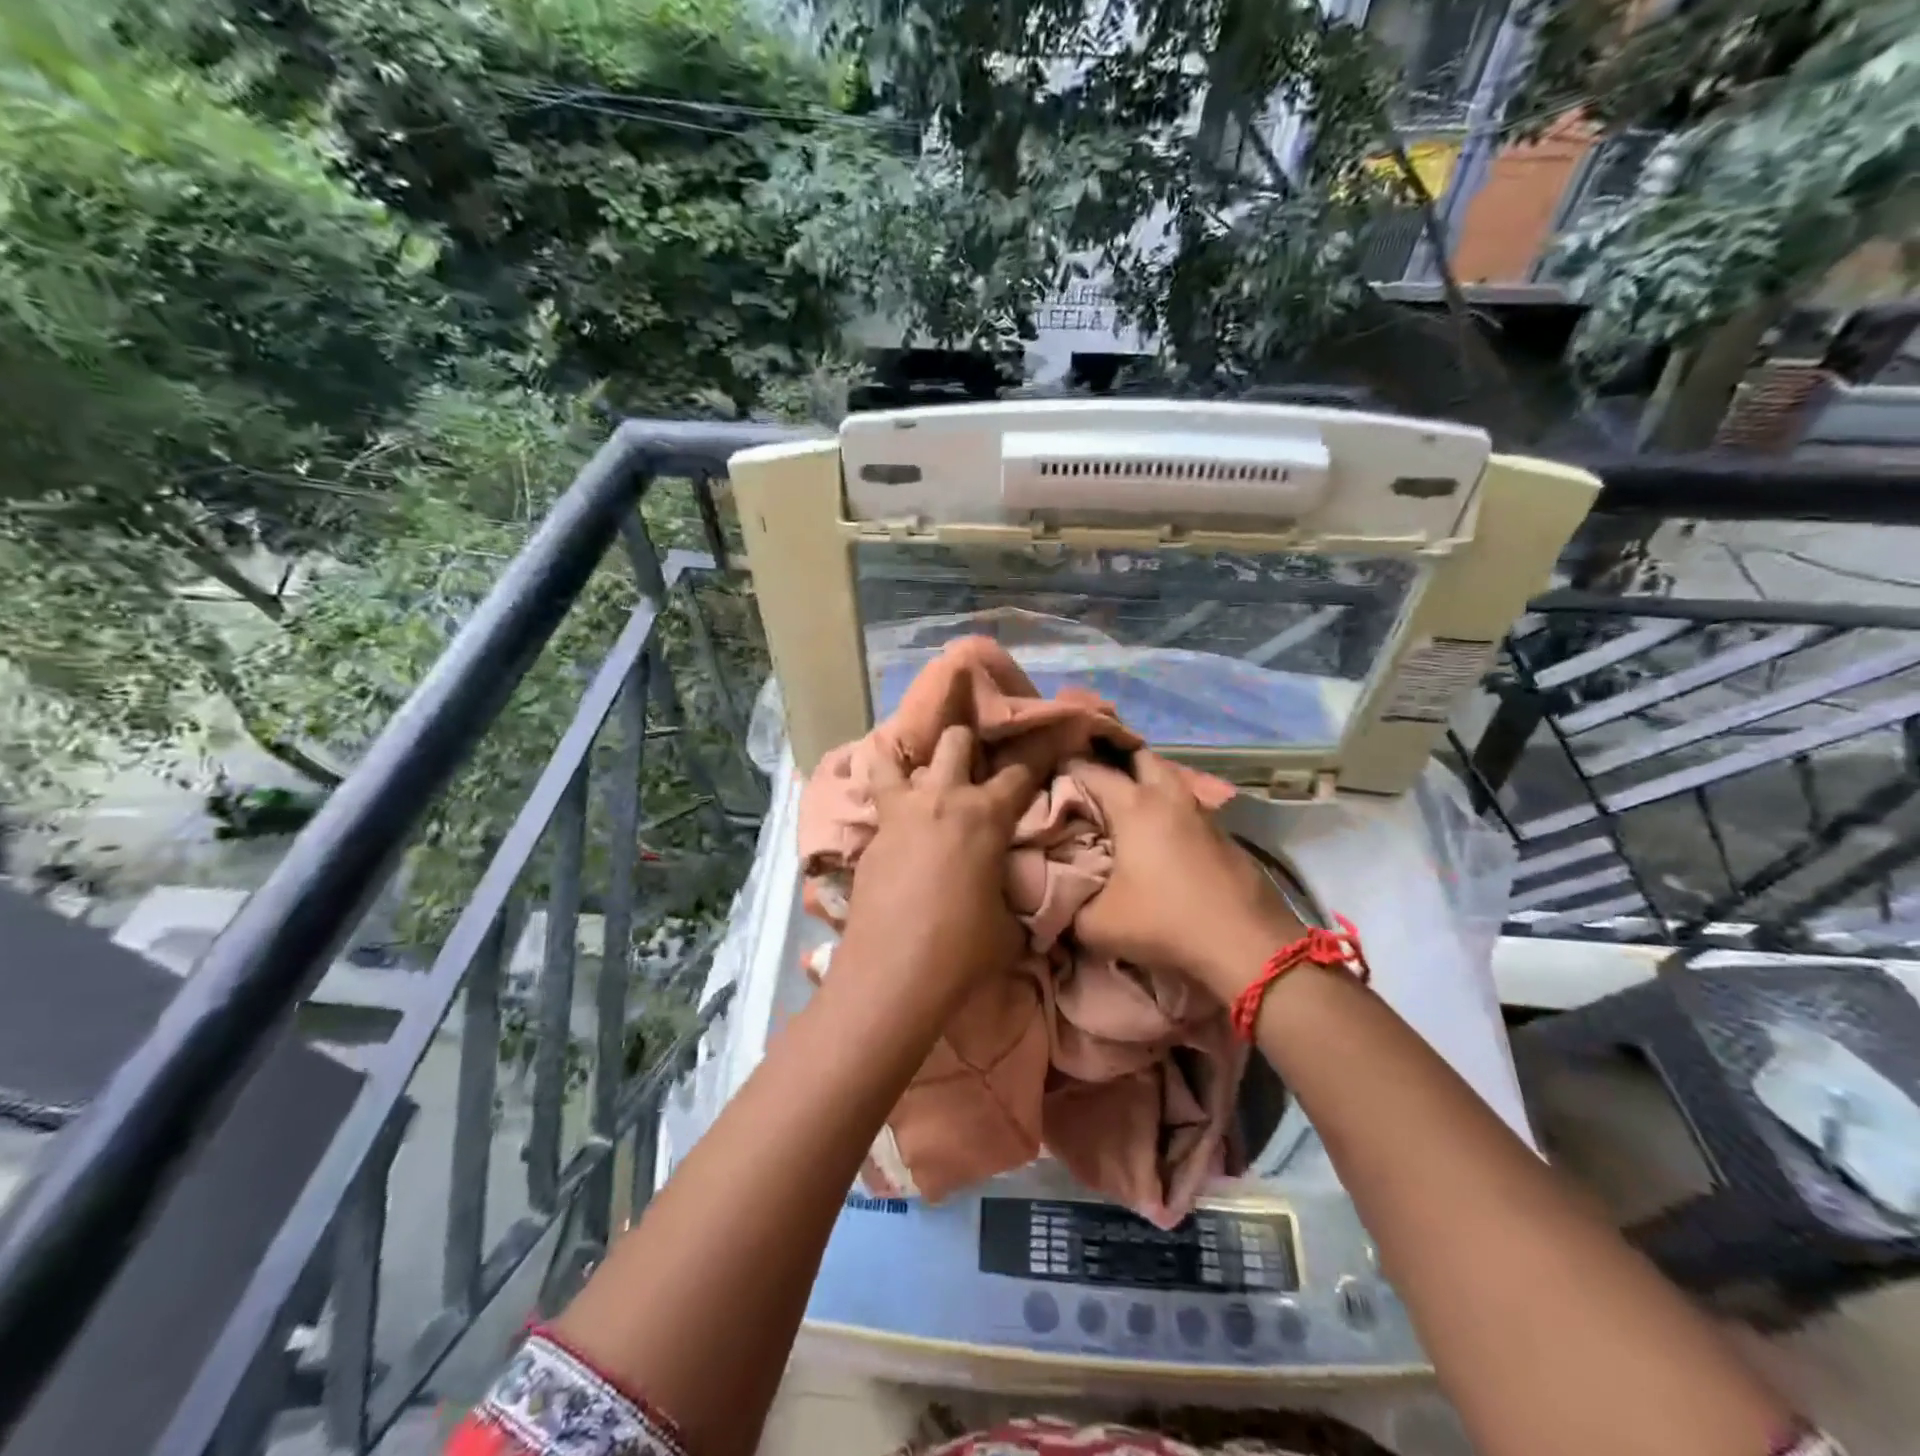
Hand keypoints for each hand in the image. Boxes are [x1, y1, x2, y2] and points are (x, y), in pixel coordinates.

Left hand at [839, 724, 1037, 993]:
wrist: (893, 976)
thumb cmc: (963, 950)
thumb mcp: (1010, 926)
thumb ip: (1013, 896)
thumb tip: (1014, 896)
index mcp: (986, 816)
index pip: (1020, 772)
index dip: (1036, 757)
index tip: (1044, 748)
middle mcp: (942, 799)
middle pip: (955, 741)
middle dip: (969, 744)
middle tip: (974, 766)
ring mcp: (899, 814)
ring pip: (894, 757)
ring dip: (910, 759)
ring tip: (920, 775)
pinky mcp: (870, 837)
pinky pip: (876, 800)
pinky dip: (885, 798)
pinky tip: (895, 819)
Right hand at [1071, 751, 1305, 1001]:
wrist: (1245, 943)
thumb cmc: (1164, 921)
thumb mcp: (1097, 925)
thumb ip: (1068, 908)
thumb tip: (1056, 902)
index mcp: (1133, 805)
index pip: (1089, 769)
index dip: (1065, 768)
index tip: (1048, 777)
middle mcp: (1168, 796)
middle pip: (1138, 756)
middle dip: (1113, 760)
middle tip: (1091, 781)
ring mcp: (1201, 812)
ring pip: (1169, 780)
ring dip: (1146, 785)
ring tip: (1124, 809)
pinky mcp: (1224, 834)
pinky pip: (1187, 808)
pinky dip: (1169, 811)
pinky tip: (1161, 839)